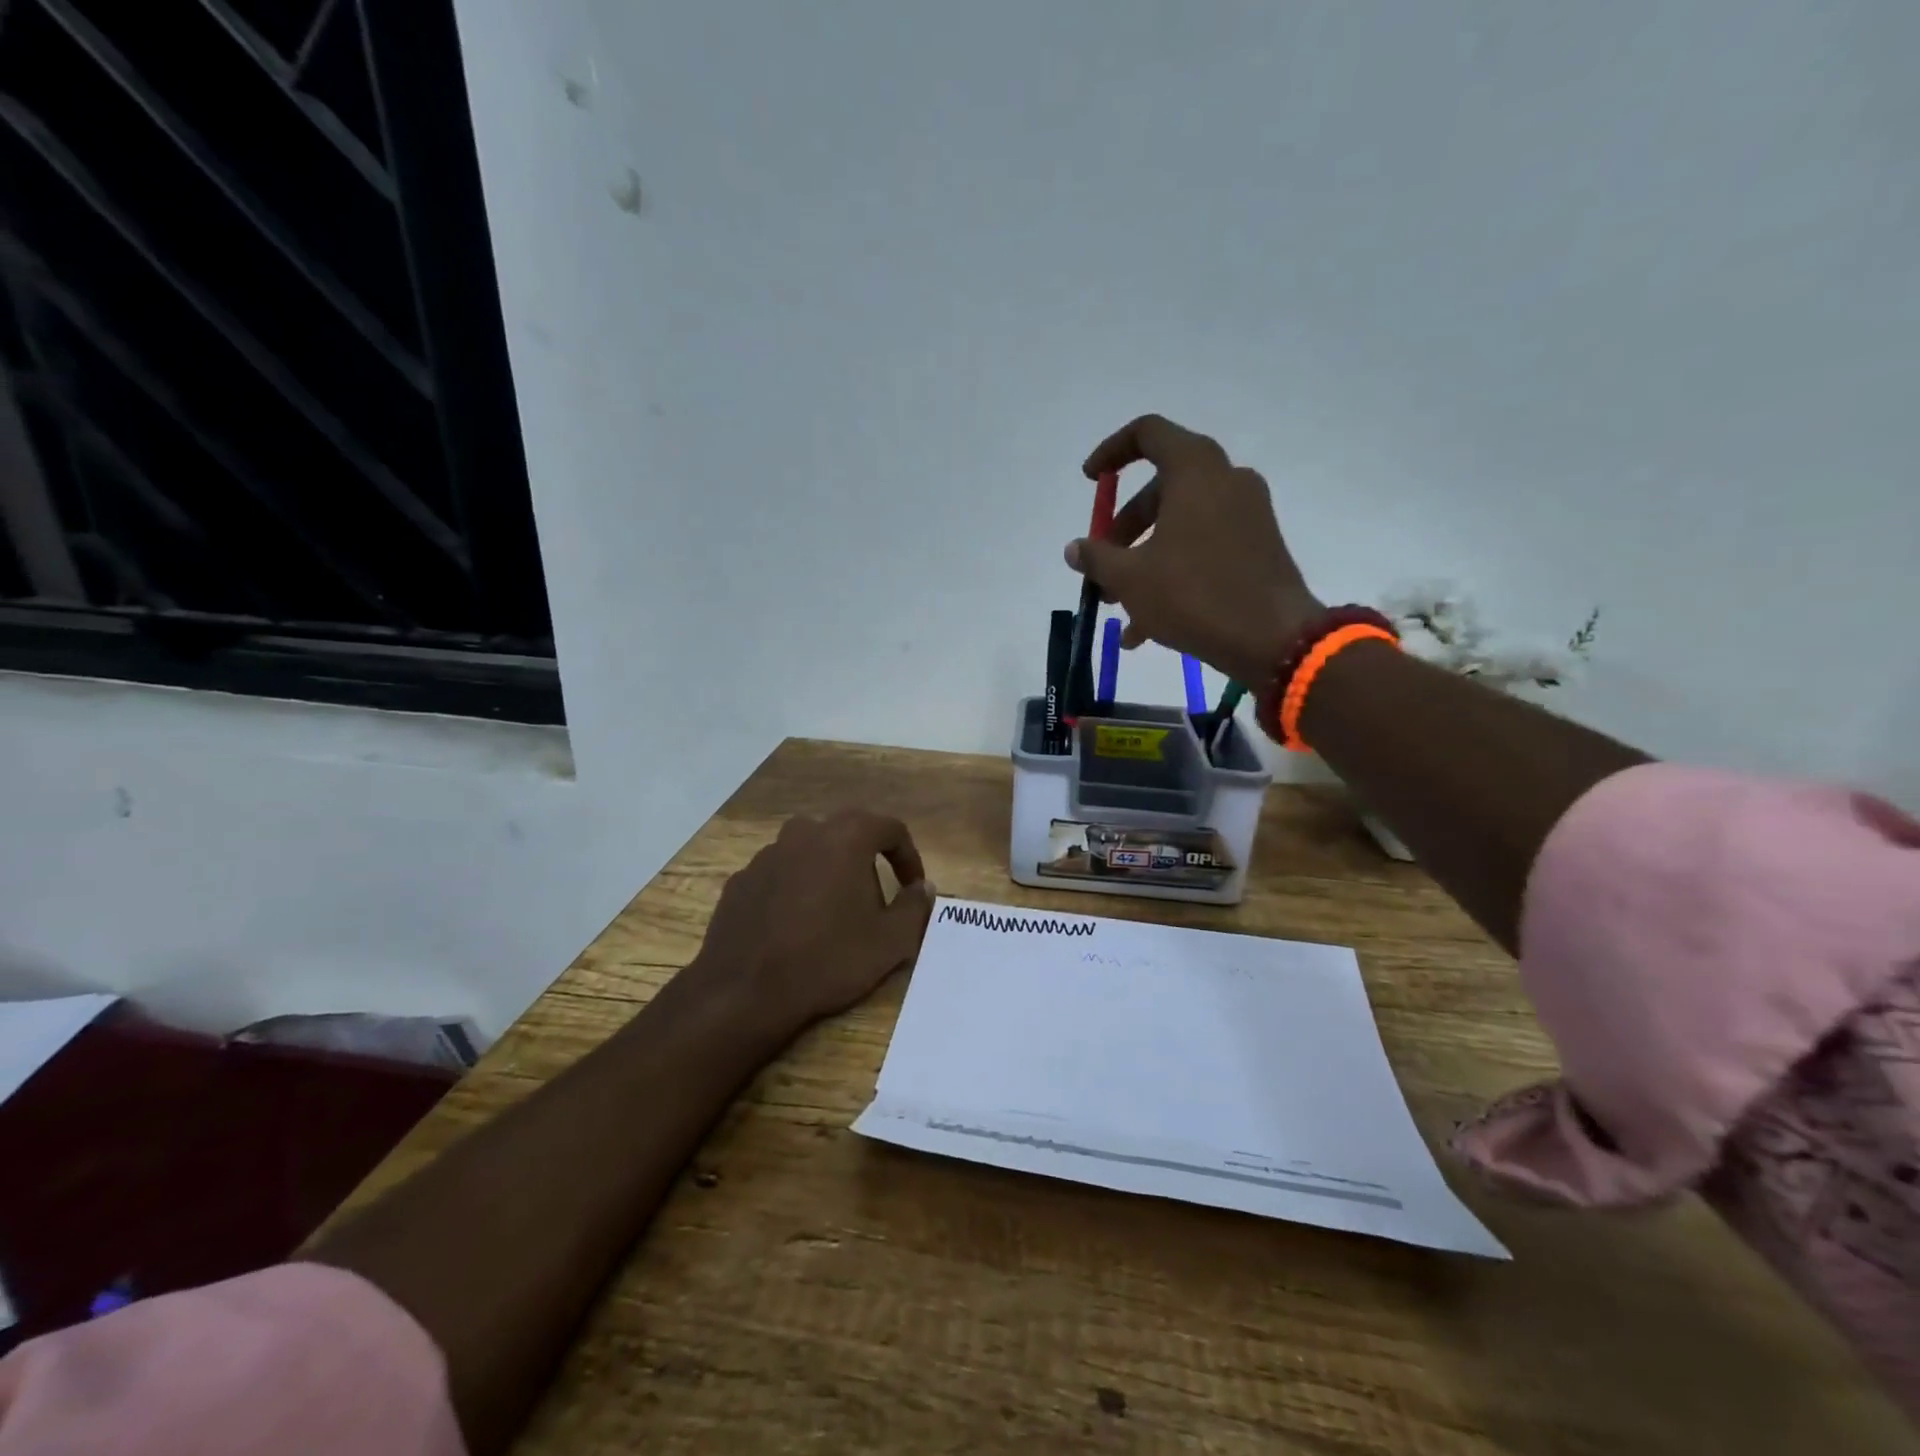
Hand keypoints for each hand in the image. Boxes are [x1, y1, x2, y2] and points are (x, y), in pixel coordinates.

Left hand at [689, 809, 935, 1032]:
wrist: (745, 991)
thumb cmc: (827, 960)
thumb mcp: (890, 942)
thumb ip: (915, 907)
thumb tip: (922, 888)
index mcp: (845, 838)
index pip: (890, 829)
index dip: (908, 856)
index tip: (912, 887)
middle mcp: (805, 833)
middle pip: (848, 833)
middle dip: (868, 859)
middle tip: (876, 898)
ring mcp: (767, 854)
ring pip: (811, 851)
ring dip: (829, 871)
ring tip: (834, 912)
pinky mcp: (742, 879)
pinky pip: (781, 873)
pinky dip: (796, 888)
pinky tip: (796, 924)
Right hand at [1066, 415, 1323, 686]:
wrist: (1273, 639)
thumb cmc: (1194, 595)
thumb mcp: (1130, 577)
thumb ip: (1096, 557)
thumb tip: (1075, 549)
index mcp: (1195, 471)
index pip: (1148, 433)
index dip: (1112, 451)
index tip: (1090, 481)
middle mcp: (1226, 481)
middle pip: (1161, 489)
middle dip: (1123, 528)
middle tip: (1100, 566)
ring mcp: (1247, 514)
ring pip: (1180, 525)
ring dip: (1143, 559)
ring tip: (1117, 607)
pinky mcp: (1258, 547)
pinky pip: (1203, 548)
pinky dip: (1172, 573)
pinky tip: (1146, 628)